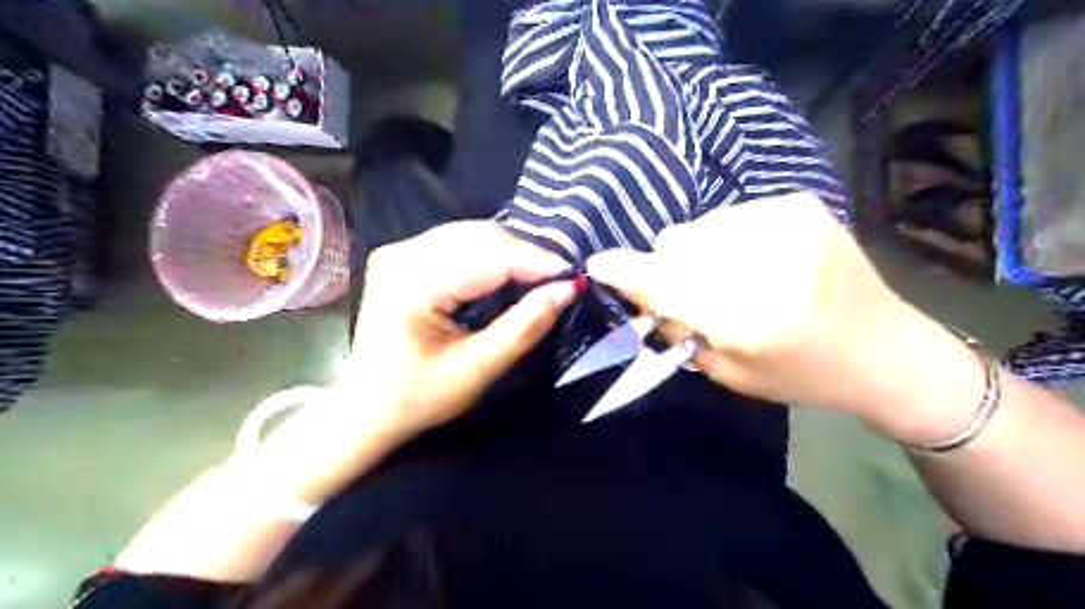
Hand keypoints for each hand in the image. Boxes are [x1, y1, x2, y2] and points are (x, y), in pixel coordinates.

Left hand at [345, 219, 580, 437]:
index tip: (573, 277)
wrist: (367, 408)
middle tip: (559, 280)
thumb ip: (523, 328)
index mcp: (411, 282)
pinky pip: (460, 243)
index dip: (535, 262)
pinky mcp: (405, 256)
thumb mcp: (476, 370)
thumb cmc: (418, 397)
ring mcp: (400, 250)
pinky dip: (491, 255)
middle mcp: (402, 254)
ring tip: (540, 277)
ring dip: (511, 253)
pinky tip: (509, 273)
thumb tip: (566, 291)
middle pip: (479, 237)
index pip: (487, 256)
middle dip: (526, 256)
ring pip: (472, 235)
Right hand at [586, 192, 955, 429]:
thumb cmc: (800, 374)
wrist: (885, 349)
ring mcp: (785, 222)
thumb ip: (677, 327)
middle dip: (668, 268)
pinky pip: (729, 216)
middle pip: (676, 244)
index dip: (626, 272)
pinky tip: (756, 261)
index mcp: (749, 316)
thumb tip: (640, 290)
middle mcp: (765, 259)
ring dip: (697, 252)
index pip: (667, 283)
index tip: (598, 265)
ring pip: (699, 226)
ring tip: (730, 277)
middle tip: (691, 293)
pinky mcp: (798, 204)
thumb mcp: (727, 370)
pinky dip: (727, 239)